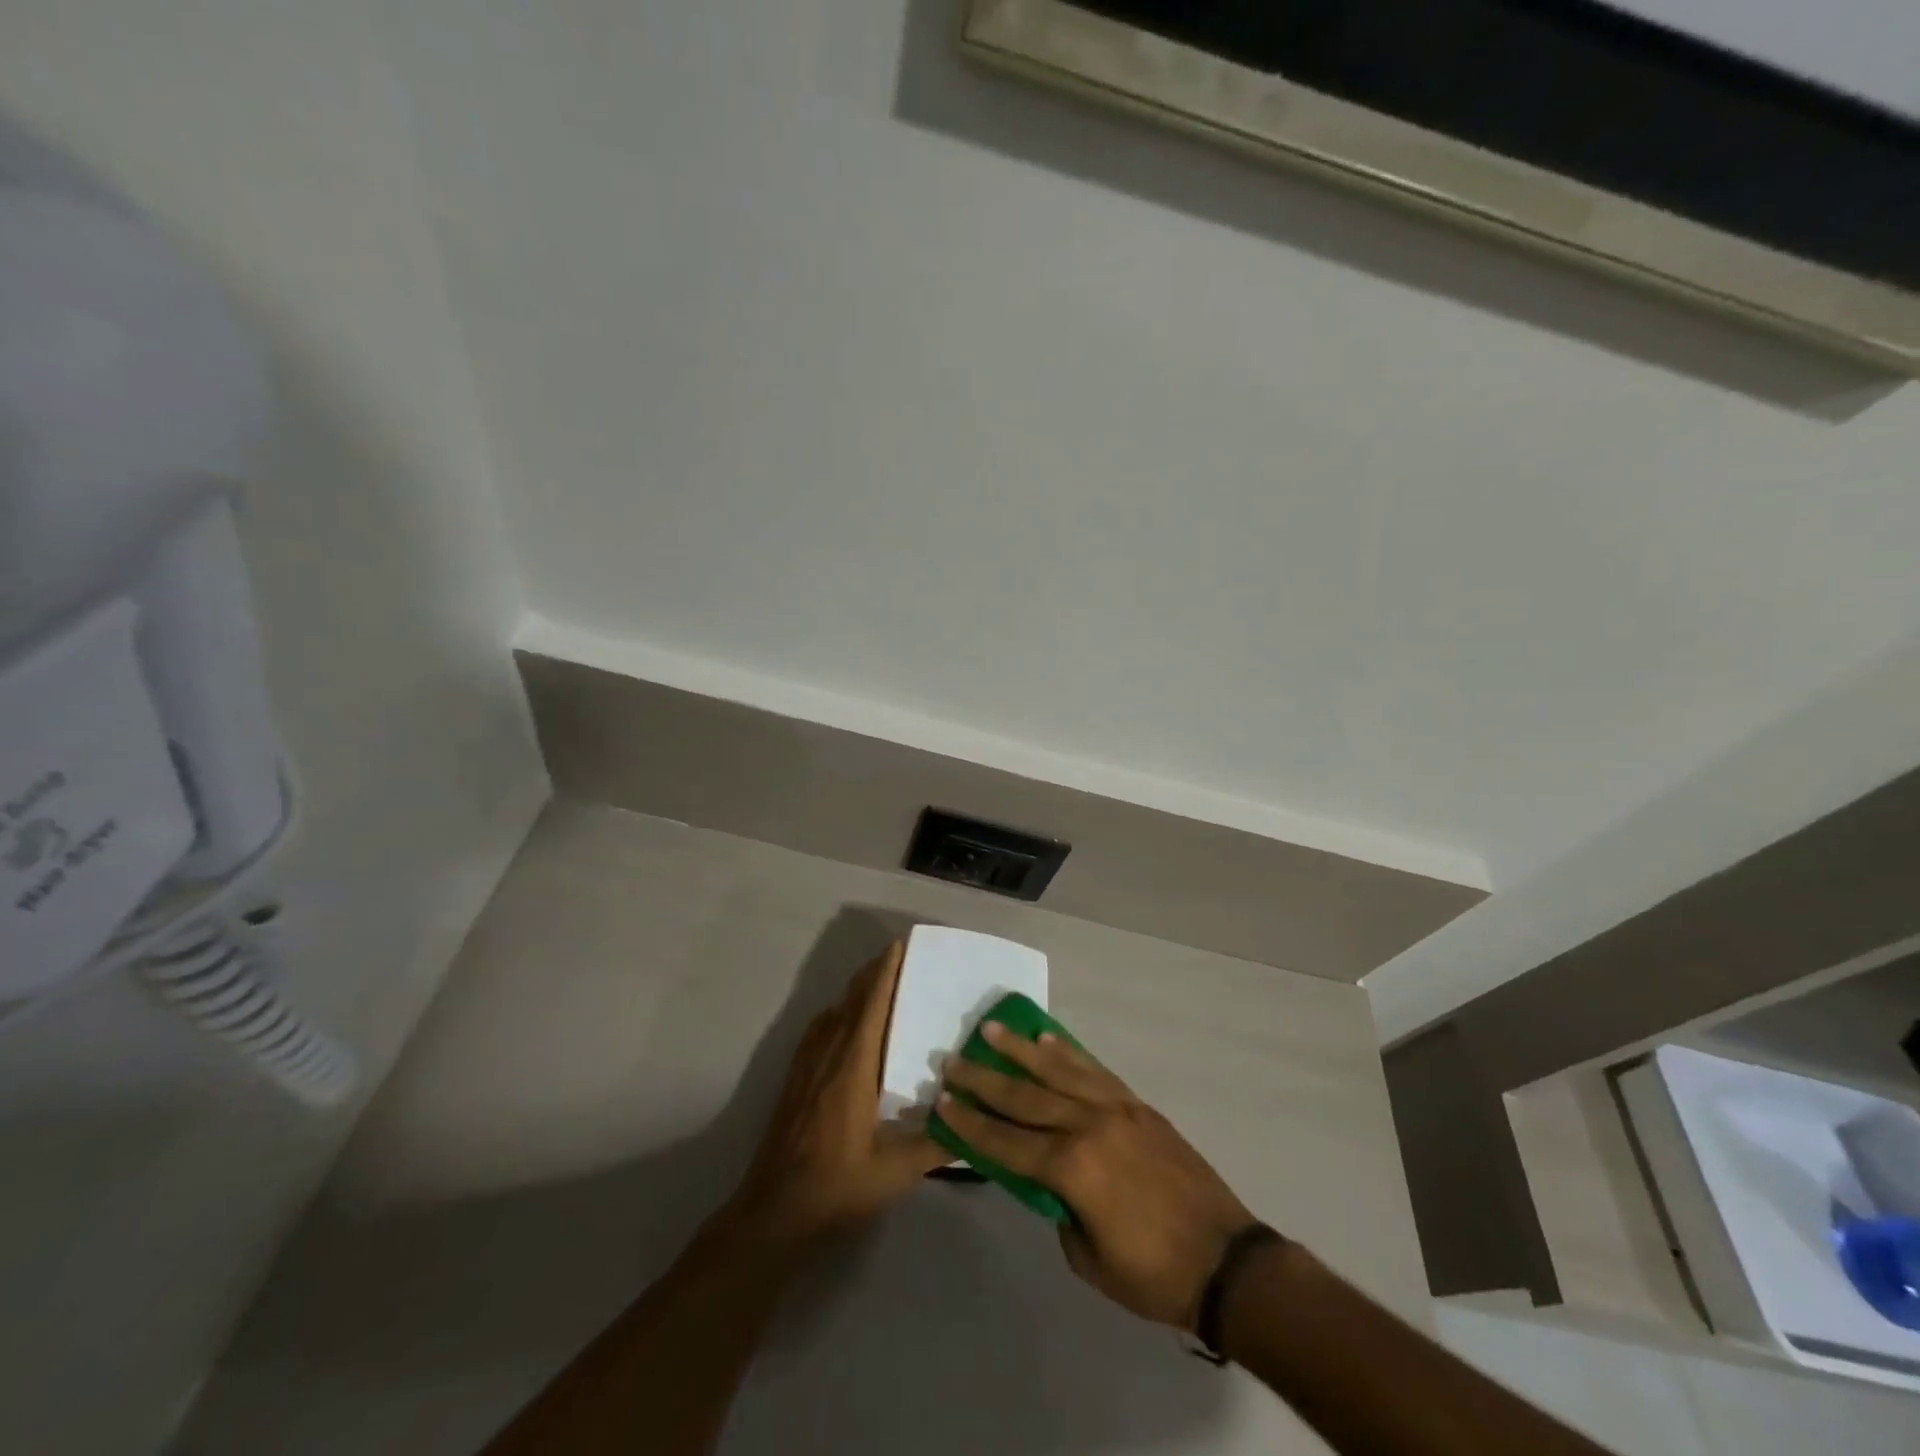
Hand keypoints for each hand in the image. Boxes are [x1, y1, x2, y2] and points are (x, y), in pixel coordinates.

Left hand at [729, 942, 948, 1248]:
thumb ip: (935, 1145)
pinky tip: (841, 1024)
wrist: (774, 1215)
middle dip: (872, 974)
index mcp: (853, 1067)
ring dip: (854, 993)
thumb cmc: (837, 1188)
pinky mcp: (794, 1082)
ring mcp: (806, 1068)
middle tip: (897, 956)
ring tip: (877, 984)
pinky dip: (835, 1015)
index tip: (899, 945)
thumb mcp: (895, 1172)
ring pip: (832, 1014)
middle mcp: (828, 1056)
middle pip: (850, 1001)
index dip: (885, 973)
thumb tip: (971, 1123)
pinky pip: (817, 1032)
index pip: (871, 1006)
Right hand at [938, 1024, 1260, 1330]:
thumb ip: (1058, 1210)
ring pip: (1058, 1070)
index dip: (971, 1124)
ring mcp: (1115, 1108)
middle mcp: (1088, 1125)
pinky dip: (1067, 1052)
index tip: (942, 1103)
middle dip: (984, 1079)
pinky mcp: (1137, 1104)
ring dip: (1021, 1050)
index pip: (1007, 1142)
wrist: (1226, 1259)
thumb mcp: (1089, 1259)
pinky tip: (1048, 1039)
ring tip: (992, 1029)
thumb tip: (1047, 1180)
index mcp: (1072, 1169)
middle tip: (952, 1060)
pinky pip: (1093, 1070)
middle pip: (1025, 1096)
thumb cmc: (1154, 1274)